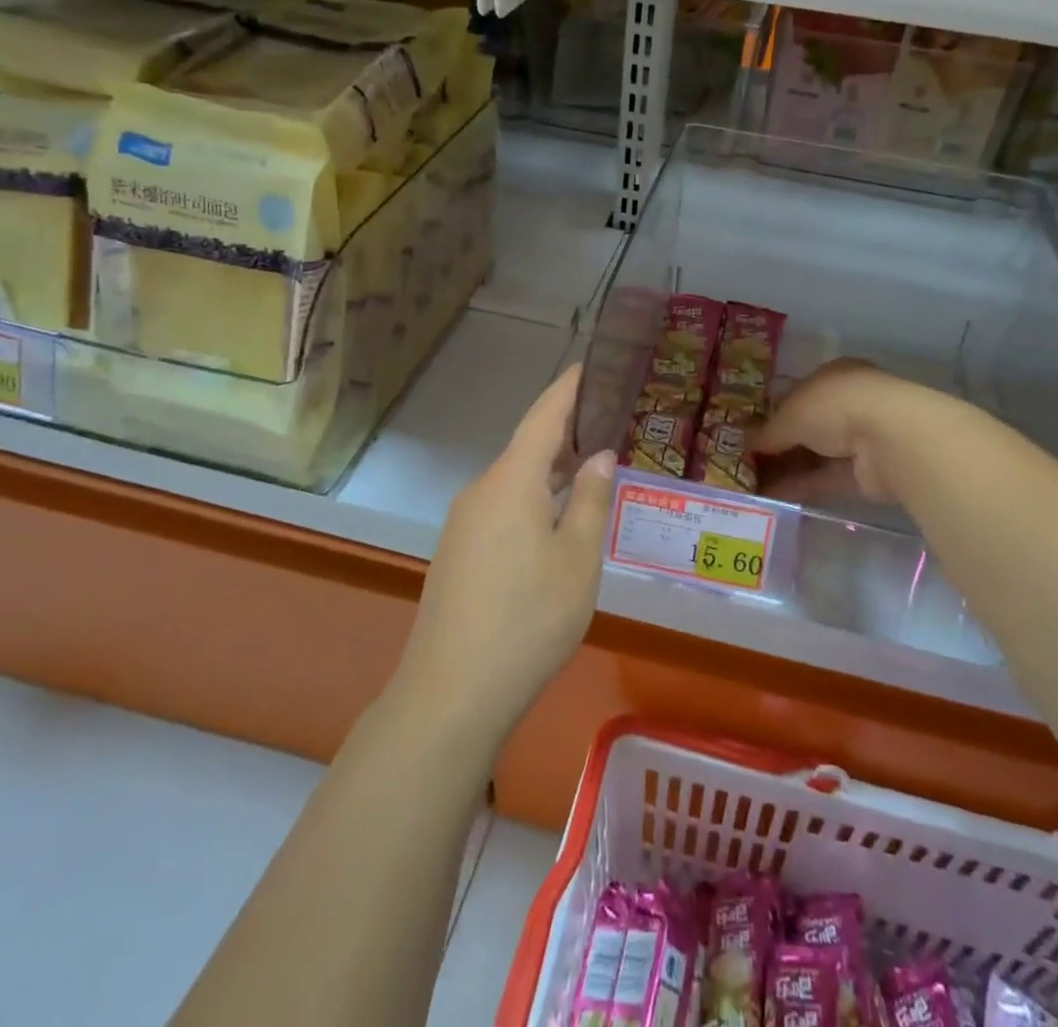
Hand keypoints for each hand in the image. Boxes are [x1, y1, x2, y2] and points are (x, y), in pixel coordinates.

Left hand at [396, 366, 617, 739]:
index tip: (587, 365)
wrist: (451, 693)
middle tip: (606, 422)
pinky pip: (502, 508)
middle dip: (564, 432)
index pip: (543, 417)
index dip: (567, 389)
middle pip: (527, 447)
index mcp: (512, 481)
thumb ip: (592, 501)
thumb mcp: (578, 559)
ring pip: (514, 481)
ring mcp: (464, 524)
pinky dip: (533, 499)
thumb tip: (599, 456)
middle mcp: (482, 491)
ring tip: (589, 468)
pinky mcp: (458, 553)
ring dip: (550, 471)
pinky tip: (555, 520)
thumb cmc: (528, 619)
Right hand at [754, 359, 919, 506]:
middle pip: (806, 427)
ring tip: (751, 484)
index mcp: (832, 377)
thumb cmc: (835, 406)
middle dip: (778, 444)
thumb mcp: (790, 414)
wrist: (888, 439)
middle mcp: (847, 404)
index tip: (748, 431)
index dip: (772, 412)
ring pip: (815, 455)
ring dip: (786, 468)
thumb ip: (768, 431)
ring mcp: (859, 439)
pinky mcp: (864, 472)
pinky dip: (800, 486)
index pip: (798, 394)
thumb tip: (746, 443)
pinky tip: (771, 497)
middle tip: (746, 461)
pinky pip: (824, 479)